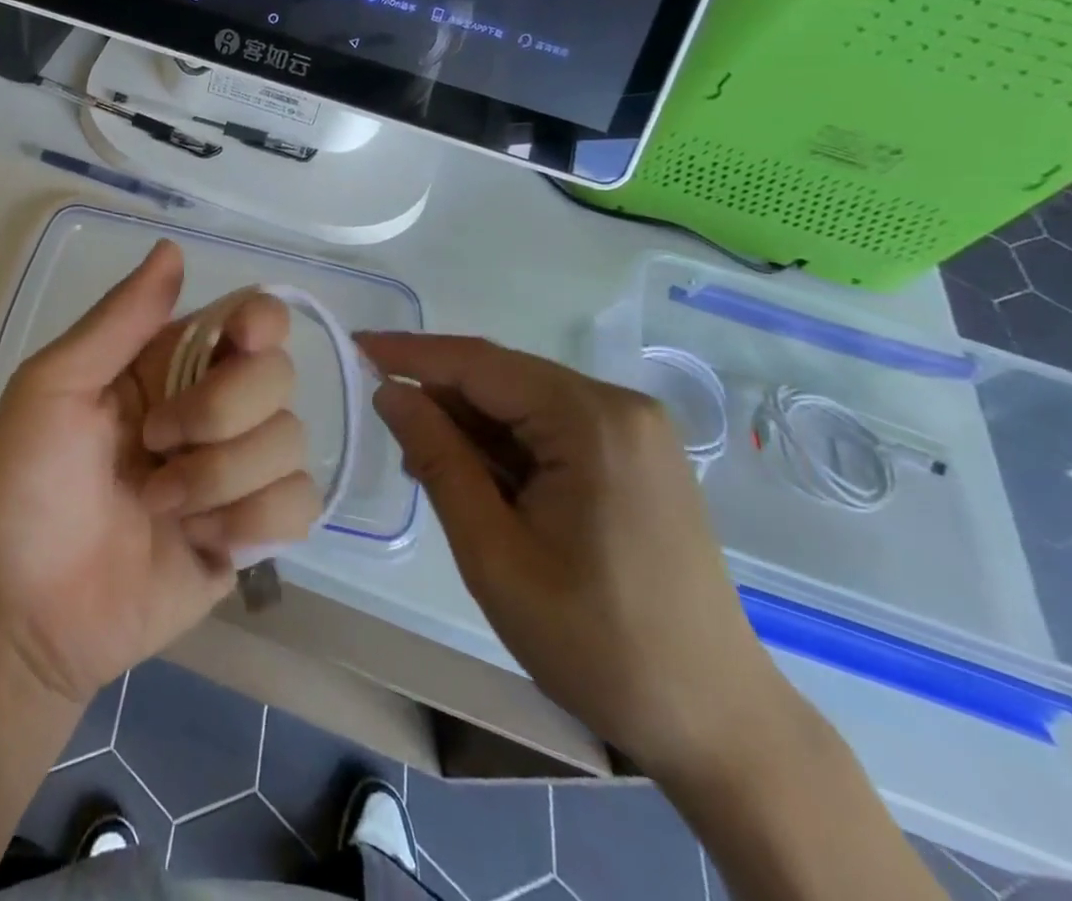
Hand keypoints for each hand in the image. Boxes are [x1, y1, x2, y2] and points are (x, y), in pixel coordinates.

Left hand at [0, 241, 321, 704]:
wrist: (27, 612)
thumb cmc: (26, 487)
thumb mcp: (52, 388)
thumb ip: (118, 321)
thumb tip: (173, 249)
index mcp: (168, 363)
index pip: (251, 317)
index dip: (260, 323)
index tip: (241, 344)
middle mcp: (213, 406)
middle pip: (278, 376)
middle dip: (219, 414)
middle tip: (155, 444)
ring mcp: (237, 470)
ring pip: (291, 442)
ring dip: (222, 478)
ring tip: (160, 506)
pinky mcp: (254, 532)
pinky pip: (299, 505)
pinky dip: (250, 523)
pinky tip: (201, 541)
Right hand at [359, 332, 791, 781]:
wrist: (717, 725)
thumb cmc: (596, 643)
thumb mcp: (493, 552)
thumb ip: (438, 459)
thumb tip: (390, 392)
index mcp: (592, 421)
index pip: (480, 363)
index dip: (411, 353)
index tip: (355, 346)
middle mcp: (620, 408)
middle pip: (503, 379)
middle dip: (440, 398)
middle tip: (386, 431)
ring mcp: (635, 432)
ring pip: (524, 403)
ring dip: (471, 427)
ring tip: (427, 468)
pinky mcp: (636, 458)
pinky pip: (550, 429)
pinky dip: (505, 447)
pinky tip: (479, 482)